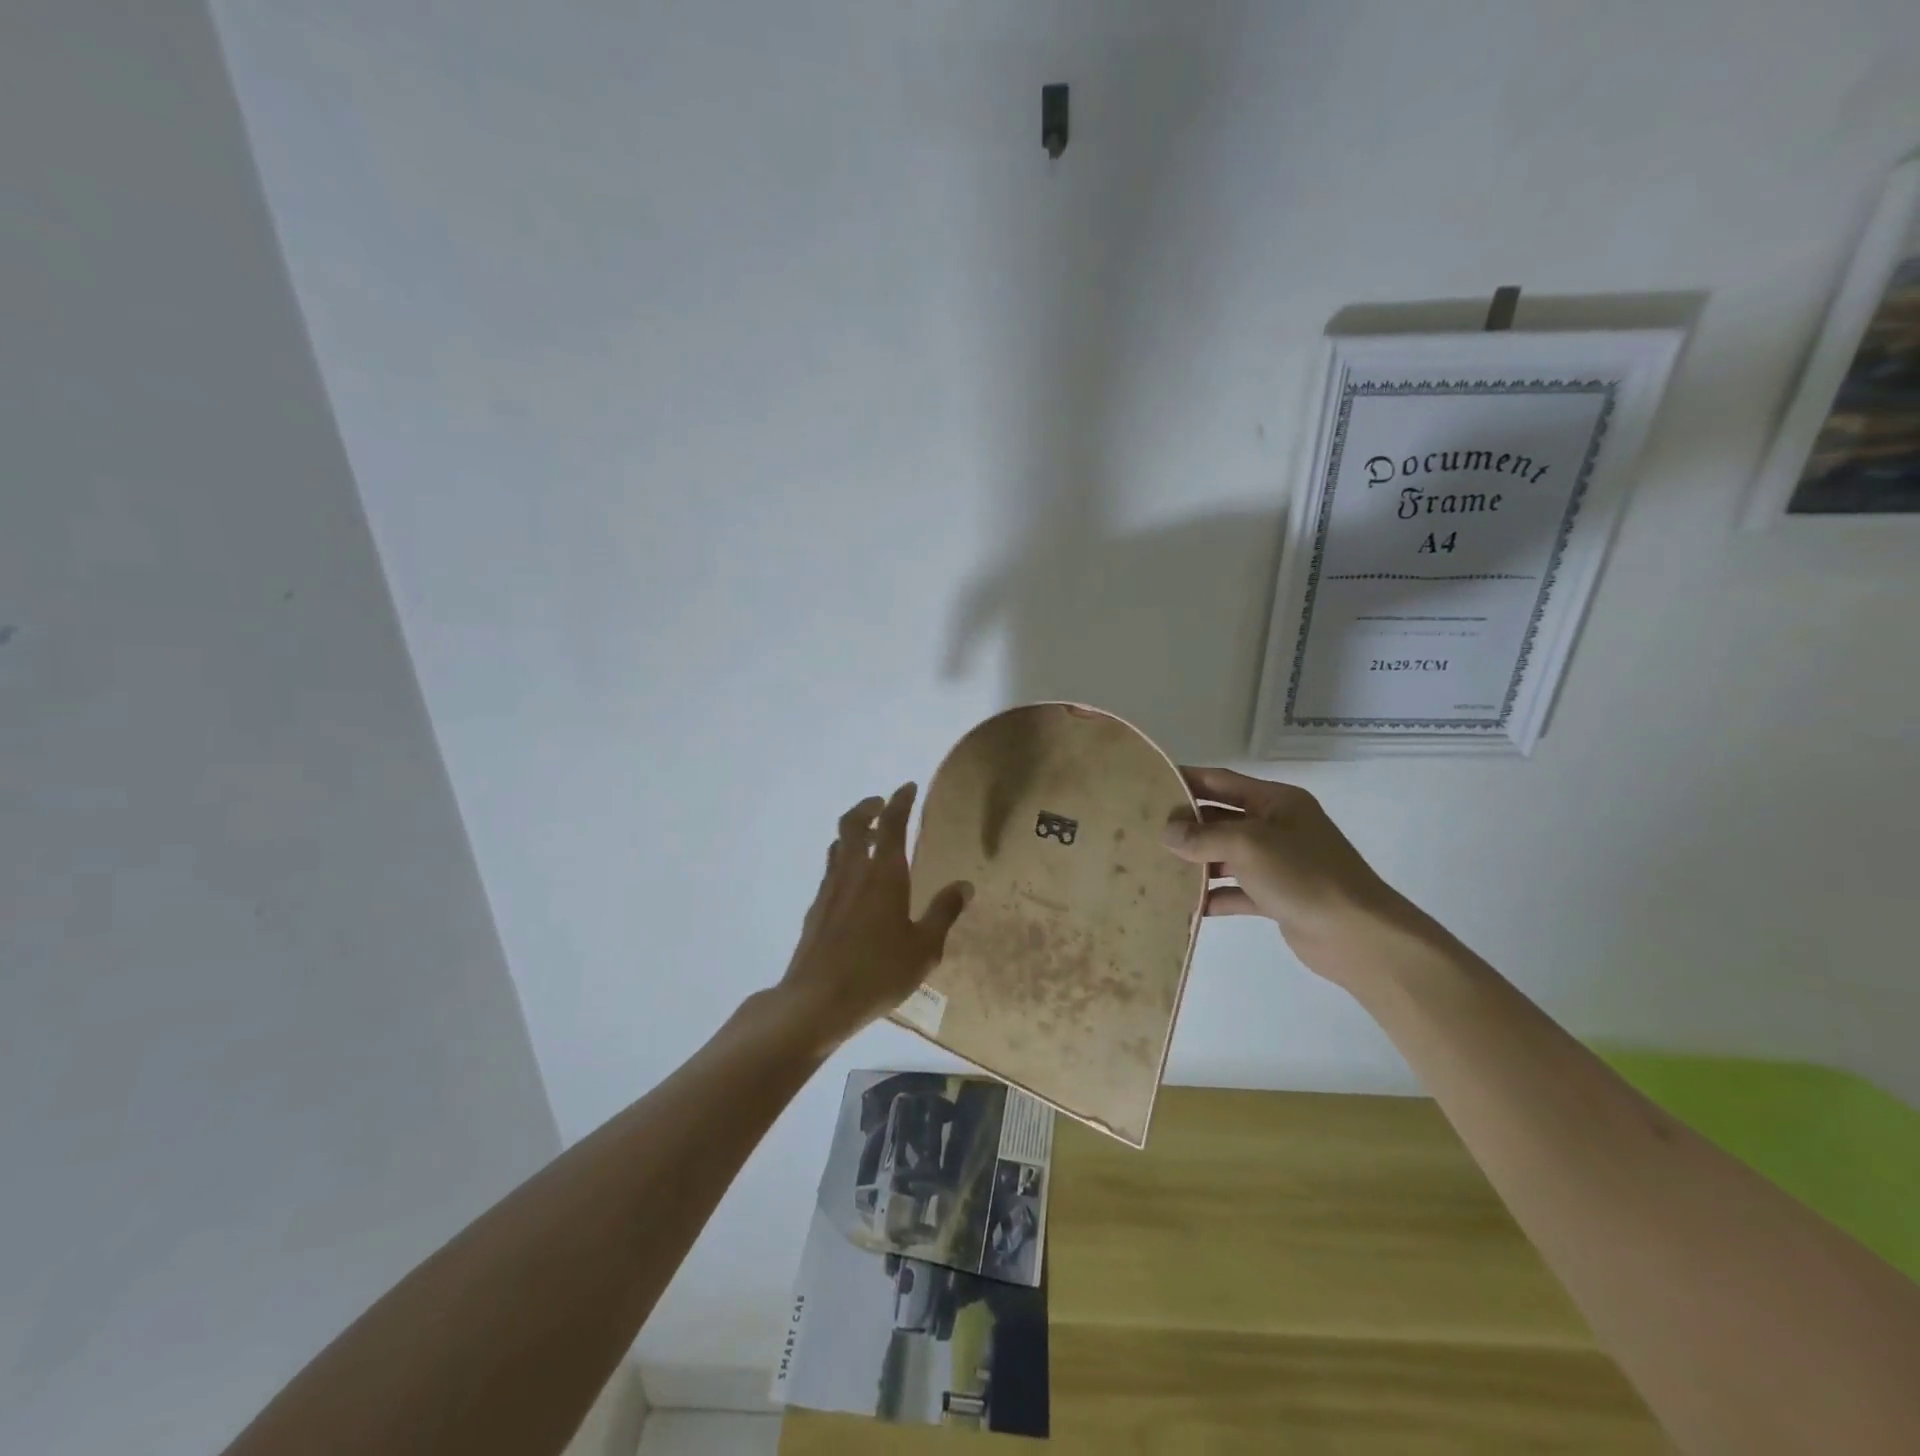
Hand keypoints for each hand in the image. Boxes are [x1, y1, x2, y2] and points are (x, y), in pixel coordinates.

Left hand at [776, 784, 971, 1047]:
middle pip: (854, 823)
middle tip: (883, 804)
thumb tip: (965, 885)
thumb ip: (944, 912)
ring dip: (854, 832)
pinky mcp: (816, 908)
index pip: (892, 823)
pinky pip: (831, 869)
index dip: (901, 801)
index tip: (908, 787)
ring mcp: (830, 889)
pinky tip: (855, 882)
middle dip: (869, 807)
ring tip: (870, 838)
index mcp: (884, 874)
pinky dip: (844, 859)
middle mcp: (854, 871)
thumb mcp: (924, 948)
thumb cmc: (878, 972)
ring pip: (838, 845)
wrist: (817, 1000)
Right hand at [1161, 766, 1420, 975]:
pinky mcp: (1276, 897)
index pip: (1221, 781)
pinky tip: (1185, 904)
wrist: (1357, 936)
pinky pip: (1235, 890)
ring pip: (1225, 855)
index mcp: (1276, 801)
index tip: (1149, 785)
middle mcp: (1276, 827)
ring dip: (1195, 861)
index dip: (1186, 780)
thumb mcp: (1247, 845)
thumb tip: (1166, 832)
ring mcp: (1278, 863)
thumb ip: (1202, 836)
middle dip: (1186, 824)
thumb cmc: (1303, 875)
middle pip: (1221, 818)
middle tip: (1143, 830)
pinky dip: (1213, 896)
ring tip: (1155, 865)